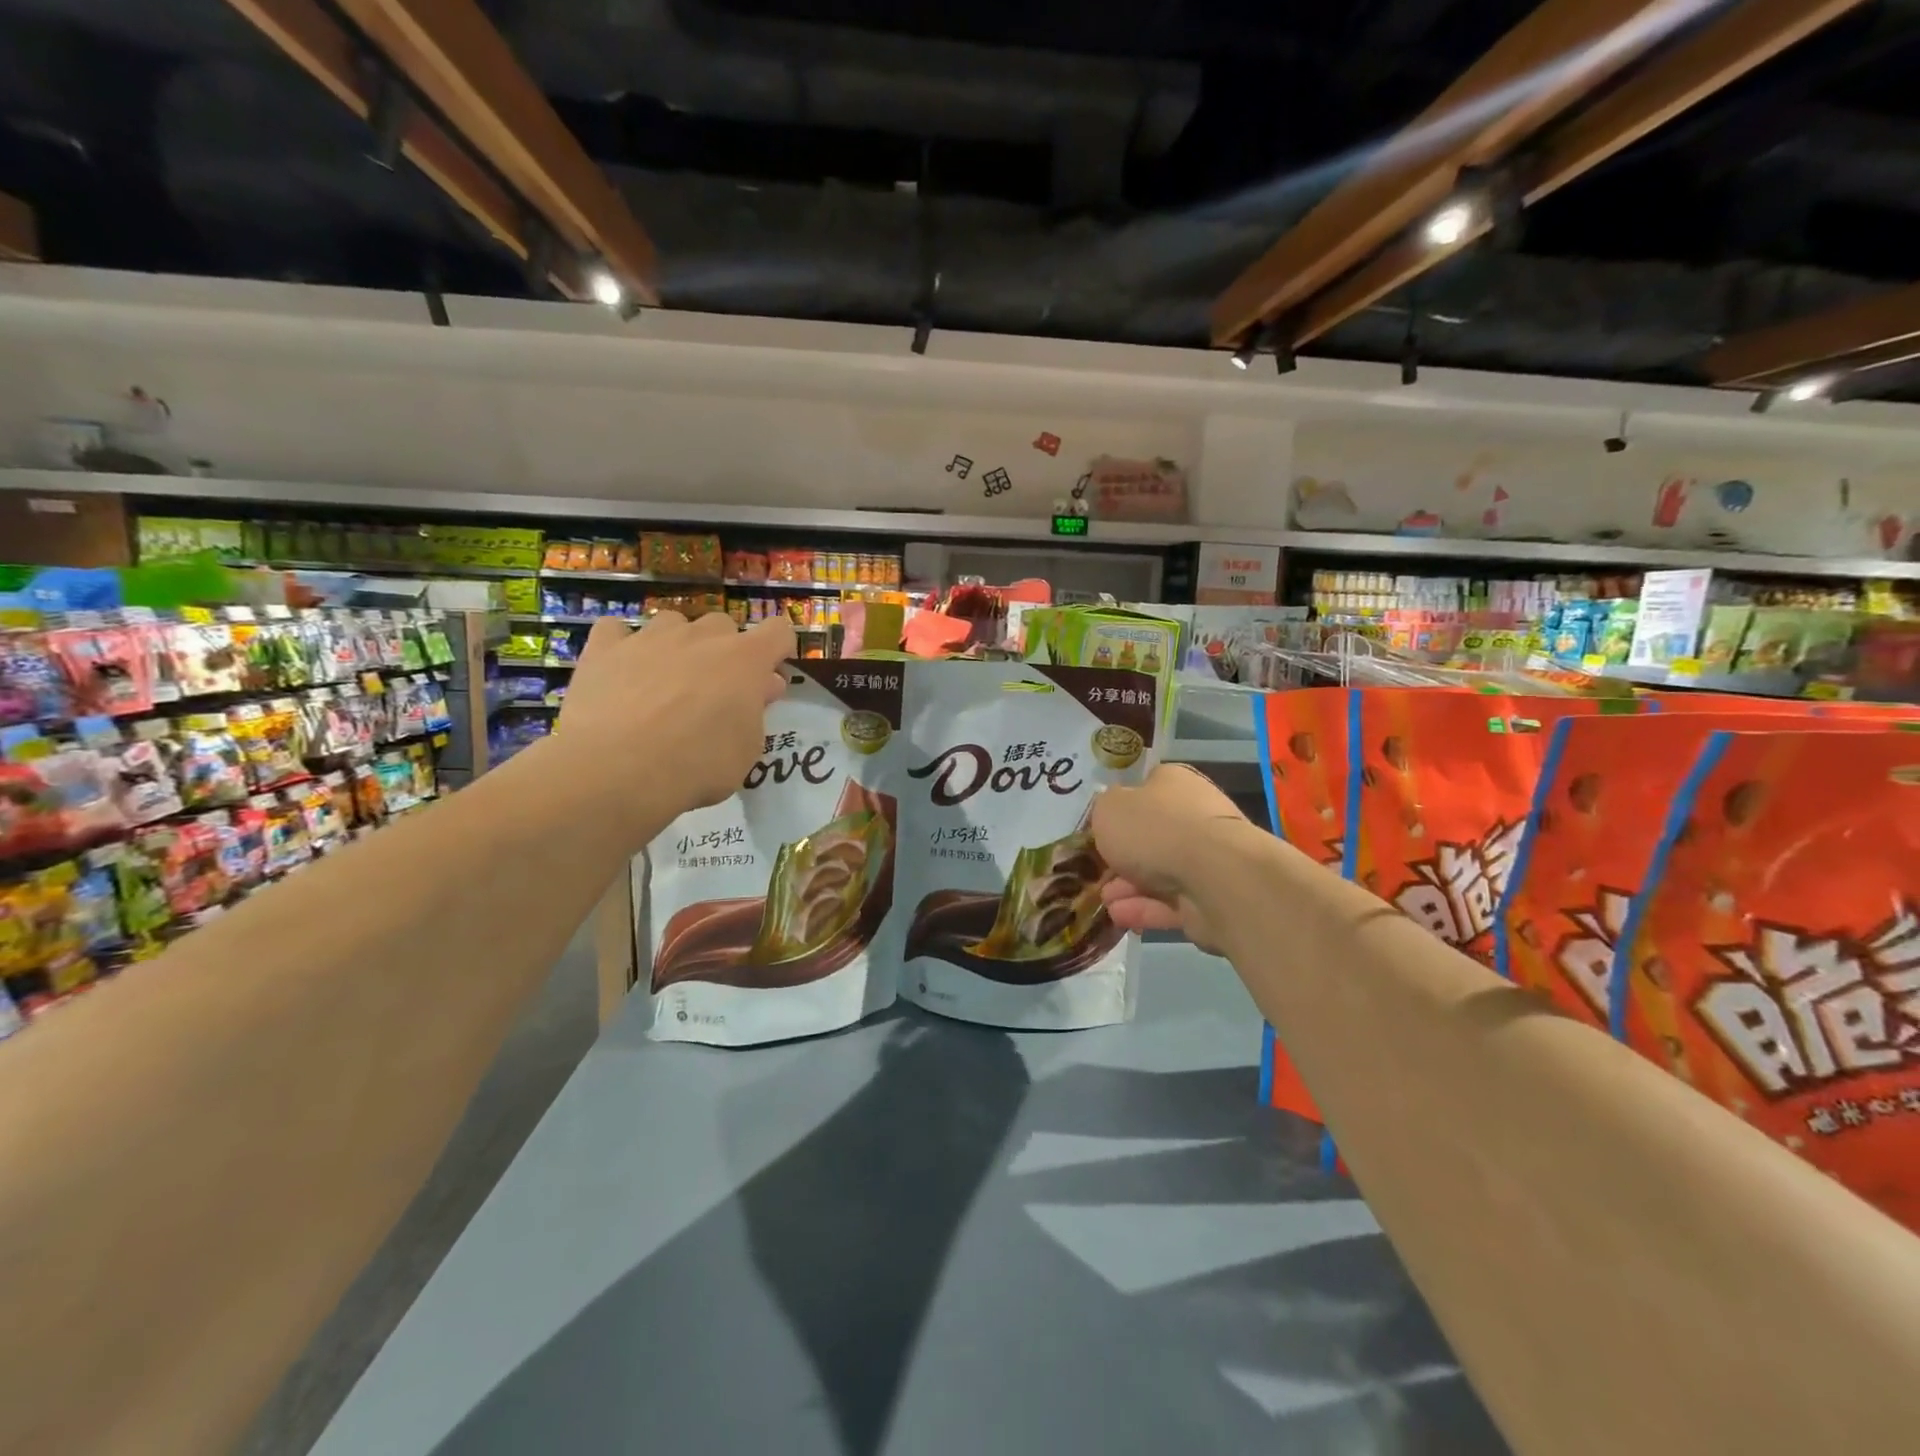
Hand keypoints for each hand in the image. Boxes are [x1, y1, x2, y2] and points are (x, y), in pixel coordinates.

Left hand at [551, 611, 795, 845]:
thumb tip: (762, 687)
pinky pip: (617, 631)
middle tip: (714, 690)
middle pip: (723, 625)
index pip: (778, 631)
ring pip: (673, 623)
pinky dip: (622, 646)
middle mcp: (701, 637)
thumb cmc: (697, 765)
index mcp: (745, 659)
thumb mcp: (746, 750)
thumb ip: (756, 712)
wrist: (618, 769)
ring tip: (665, 681)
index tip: (768, 678)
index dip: (777, 651)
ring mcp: (651, 637)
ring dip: (677, 645)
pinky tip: (620, 670)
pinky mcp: (605, 647)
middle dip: (723, 651)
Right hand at [1092, 764, 1255, 953]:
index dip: (1121, 808)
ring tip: (1104, 901)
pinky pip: (1172, 902)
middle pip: (1151, 836)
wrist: (1213, 876)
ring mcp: (1207, 858)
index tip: (1099, 829)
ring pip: (1160, 872)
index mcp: (1174, 783)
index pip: (1146, 789)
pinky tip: (1120, 917)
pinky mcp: (1212, 896)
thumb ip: (1104, 810)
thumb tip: (1112, 814)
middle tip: (1096, 872)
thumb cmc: (1155, 830)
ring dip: (1128, 887)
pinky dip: (1145, 909)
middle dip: (1121, 857)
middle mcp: (1194, 815)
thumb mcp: (1109, 809)